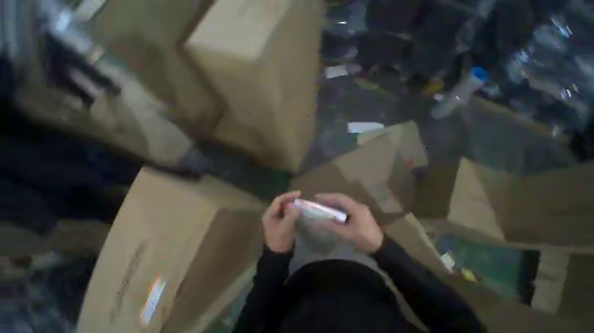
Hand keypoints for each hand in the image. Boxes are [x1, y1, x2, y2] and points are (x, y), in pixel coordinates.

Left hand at [262, 191, 301, 252]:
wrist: (278, 257)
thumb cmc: (280, 241)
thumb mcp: (286, 227)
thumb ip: (292, 214)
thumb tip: (297, 206)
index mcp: (269, 214)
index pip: (279, 200)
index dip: (289, 195)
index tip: (300, 194)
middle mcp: (271, 215)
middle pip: (281, 203)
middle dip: (291, 200)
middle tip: (302, 199)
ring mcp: (276, 220)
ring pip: (285, 209)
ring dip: (293, 206)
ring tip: (302, 204)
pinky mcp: (280, 224)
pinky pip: (287, 214)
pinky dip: (293, 212)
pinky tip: (300, 212)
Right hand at [315, 193, 383, 252]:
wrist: (381, 247)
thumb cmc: (364, 240)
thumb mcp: (347, 235)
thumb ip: (332, 226)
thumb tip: (318, 221)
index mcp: (356, 208)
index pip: (339, 198)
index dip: (327, 197)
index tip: (316, 197)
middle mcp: (357, 205)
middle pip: (341, 198)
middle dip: (328, 198)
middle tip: (317, 200)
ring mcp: (359, 208)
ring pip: (343, 202)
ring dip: (332, 202)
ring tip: (322, 204)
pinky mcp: (359, 213)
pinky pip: (346, 206)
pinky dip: (337, 207)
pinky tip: (332, 210)